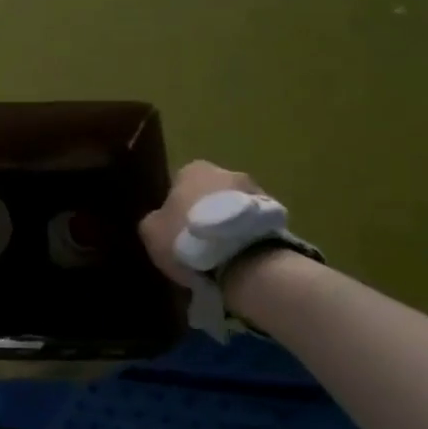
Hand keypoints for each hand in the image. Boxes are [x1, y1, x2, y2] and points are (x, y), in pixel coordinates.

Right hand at [139, 160, 267, 288]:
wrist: (242, 257)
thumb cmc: (188, 237)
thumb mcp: (151, 231)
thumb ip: (153, 220)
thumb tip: (160, 220)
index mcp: (193, 169)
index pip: (179, 185)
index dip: (176, 209)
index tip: (176, 232)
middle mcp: (227, 171)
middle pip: (209, 194)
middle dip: (205, 214)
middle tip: (199, 244)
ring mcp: (256, 191)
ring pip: (234, 209)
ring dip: (228, 225)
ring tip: (222, 255)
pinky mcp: (276, 215)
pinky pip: (253, 224)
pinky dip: (246, 237)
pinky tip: (239, 258)